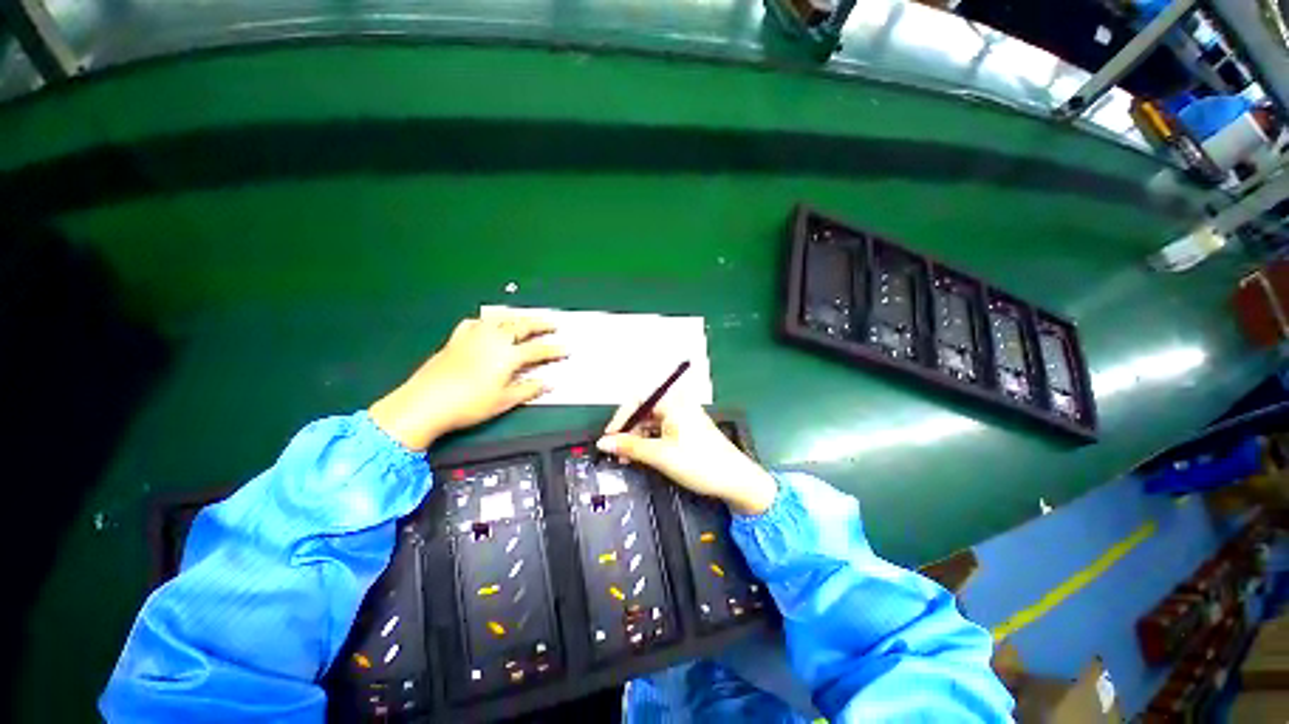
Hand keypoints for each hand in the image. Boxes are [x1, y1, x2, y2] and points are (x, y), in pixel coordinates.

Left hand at [370, 317, 564, 450]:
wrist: (426, 402)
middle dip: (539, 324)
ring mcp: (474, 337)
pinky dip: (486, 321)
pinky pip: (475, 323)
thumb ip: (528, 389)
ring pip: (500, 319)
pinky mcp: (457, 339)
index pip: (537, 350)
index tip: (566, 349)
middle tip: (552, 324)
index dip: (554, 350)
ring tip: (524, 318)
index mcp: (508, 356)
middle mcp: (494, 341)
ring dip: (516, 317)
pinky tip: (487, 323)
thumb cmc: (469, 404)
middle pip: (521, 326)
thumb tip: (547, 383)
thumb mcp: (504, 401)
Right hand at [595, 398, 776, 514]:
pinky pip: (662, 430)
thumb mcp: (660, 455)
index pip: (637, 401)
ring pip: (652, 422)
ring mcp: (684, 416)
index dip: (620, 418)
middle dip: (628, 431)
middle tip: (617, 452)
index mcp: (673, 402)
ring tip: (629, 458)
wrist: (736, 480)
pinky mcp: (688, 429)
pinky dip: (650, 442)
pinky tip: (644, 456)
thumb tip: (602, 442)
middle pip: (644, 411)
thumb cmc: (699, 463)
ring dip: (638, 438)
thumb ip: (630, 446)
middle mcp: (678, 404)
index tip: (608, 437)